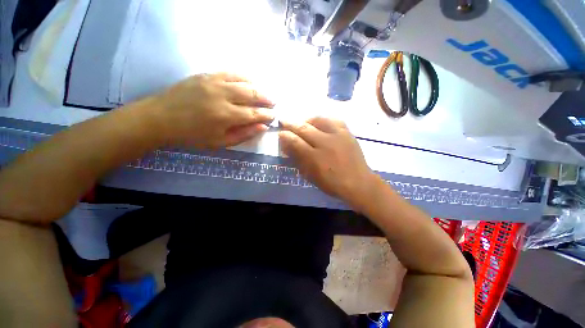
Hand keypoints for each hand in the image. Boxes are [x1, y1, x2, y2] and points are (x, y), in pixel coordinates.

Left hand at [149, 73, 274, 148]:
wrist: (161, 118)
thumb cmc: (192, 135)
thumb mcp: (220, 143)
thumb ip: (243, 135)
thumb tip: (262, 127)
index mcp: (225, 116)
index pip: (254, 114)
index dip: (266, 115)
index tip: (274, 116)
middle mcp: (222, 96)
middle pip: (252, 95)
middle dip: (266, 99)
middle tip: (274, 103)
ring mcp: (213, 82)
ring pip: (243, 81)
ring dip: (258, 87)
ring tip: (265, 93)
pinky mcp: (205, 75)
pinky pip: (230, 72)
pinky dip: (243, 76)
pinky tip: (250, 81)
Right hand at [279, 117, 377, 203]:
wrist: (358, 183)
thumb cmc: (332, 183)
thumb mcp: (311, 176)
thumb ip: (298, 160)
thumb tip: (287, 147)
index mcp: (315, 157)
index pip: (295, 142)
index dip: (285, 136)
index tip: (280, 132)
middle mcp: (325, 143)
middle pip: (304, 128)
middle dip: (291, 123)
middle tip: (284, 120)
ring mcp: (338, 136)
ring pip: (319, 120)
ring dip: (307, 119)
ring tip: (302, 121)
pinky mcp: (348, 133)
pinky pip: (334, 120)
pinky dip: (324, 119)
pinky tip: (320, 122)